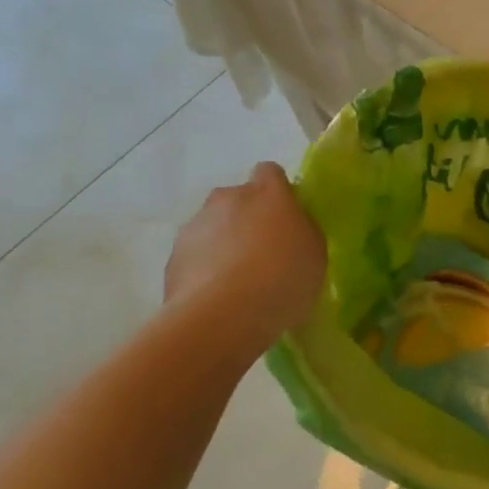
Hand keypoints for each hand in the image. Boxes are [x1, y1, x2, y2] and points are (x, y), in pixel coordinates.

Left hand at [164, 163, 325, 335]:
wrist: (223, 316)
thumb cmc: (284, 278)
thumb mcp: (315, 252)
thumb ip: (302, 229)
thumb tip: (290, 225)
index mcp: (267, 192)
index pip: (270, 172)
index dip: (278, 191)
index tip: (286, 217)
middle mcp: (228, 198)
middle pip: (238, 199)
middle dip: (247, 217)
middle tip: (264, 252)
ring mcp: (196, 226)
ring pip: (213, 226)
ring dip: (224, 243)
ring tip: (238, 281)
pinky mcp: (173, 257)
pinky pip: (195, 255)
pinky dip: (204, 268)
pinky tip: (217, 296)